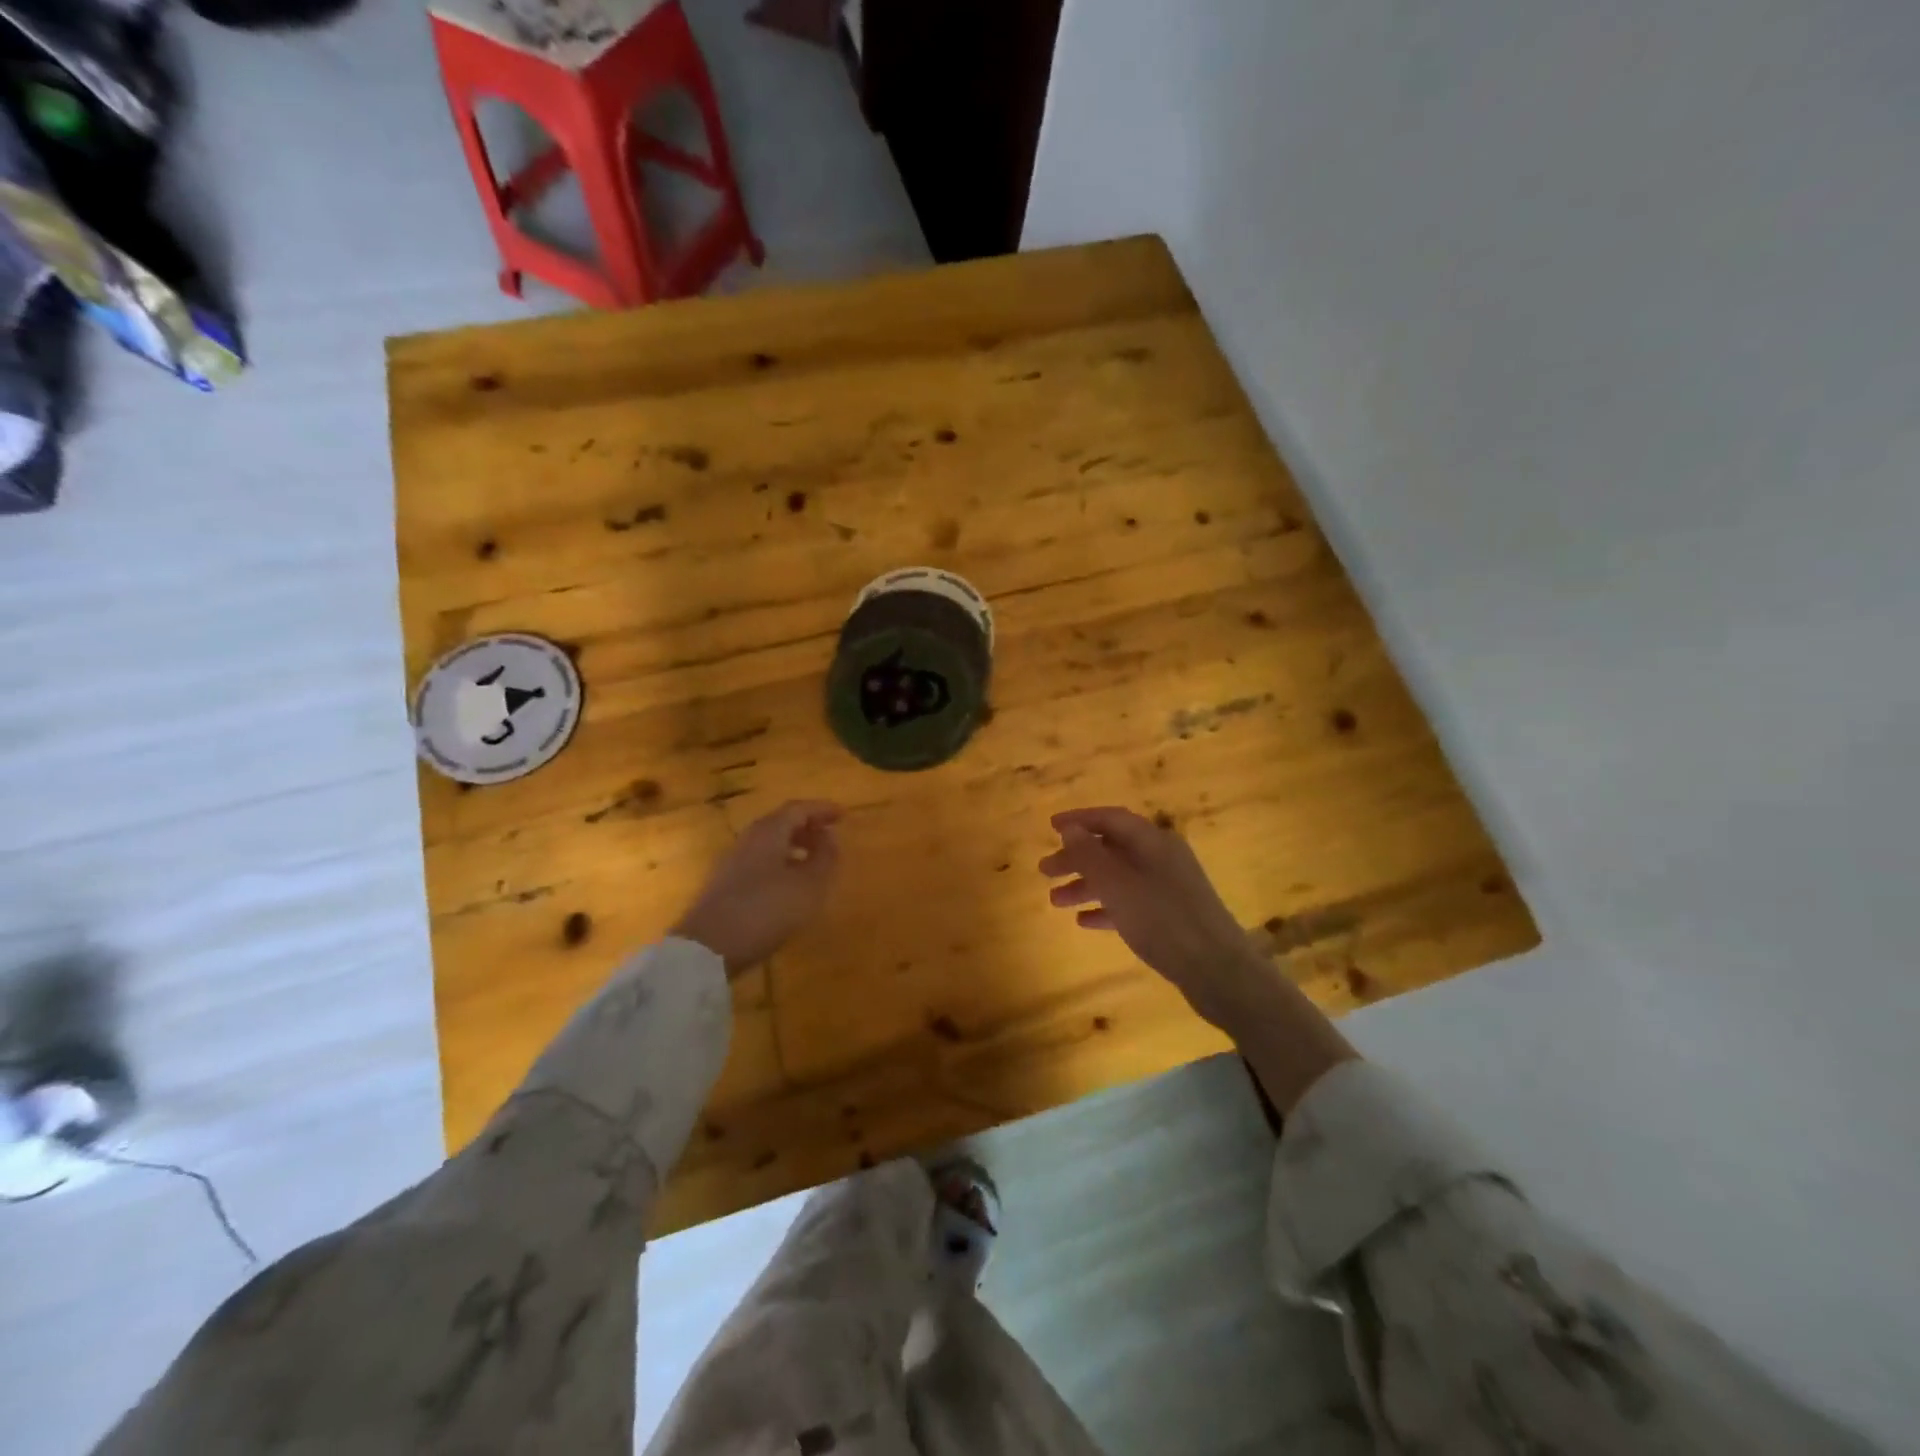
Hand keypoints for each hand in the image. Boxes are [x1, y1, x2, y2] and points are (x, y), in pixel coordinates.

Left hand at [671, 801, 841, 974]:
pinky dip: (781, 863)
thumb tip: (830, 837)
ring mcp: (733, 862)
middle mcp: (748, 840)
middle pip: (781, 823)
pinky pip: (760, 861)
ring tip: (815, 862)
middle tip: (830, 837)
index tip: (843, 814)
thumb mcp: (808, 886)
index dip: (822, 809)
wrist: (707, 948)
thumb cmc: (765, 910)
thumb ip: (824, 858)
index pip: (798, 809)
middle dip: (808, 827)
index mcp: (769, 832)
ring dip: (794, 846)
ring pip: (769, 843)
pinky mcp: (725, 885)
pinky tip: (790, 885)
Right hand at [1038, 807, 1264, 1029]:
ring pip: (1119, 877)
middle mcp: (1162, 857)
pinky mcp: (1171, 916)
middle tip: (1044, 871)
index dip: (1079, 820)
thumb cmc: (1162, 919)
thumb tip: (1070, 829)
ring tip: (1055, 902)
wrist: (1218, 970)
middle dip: (1077, 858)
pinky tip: (1084, 922)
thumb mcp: (1117, 885)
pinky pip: (1131, 903)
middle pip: (1112, 848)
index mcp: (1153, 841)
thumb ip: (1090, 855)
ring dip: (1086, 885)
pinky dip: (1106, 907)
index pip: (1110, 818)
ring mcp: (1168, 887)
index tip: (1050, 827)